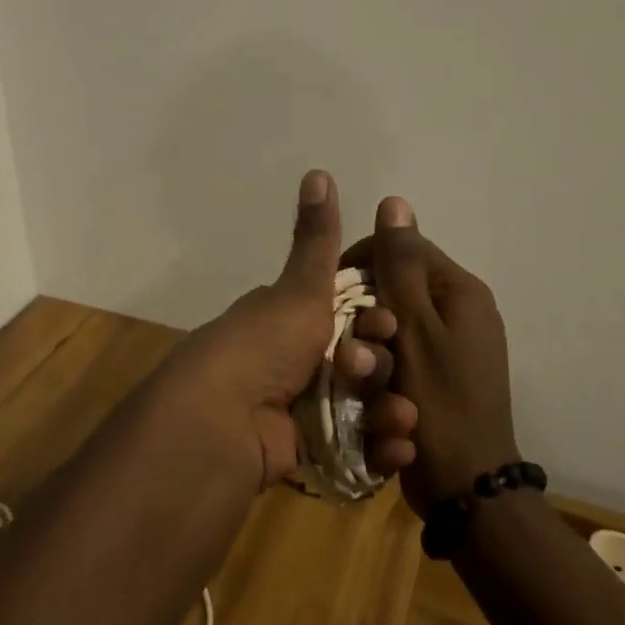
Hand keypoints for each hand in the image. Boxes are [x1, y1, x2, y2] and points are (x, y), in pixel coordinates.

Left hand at [157, 171, 418, 490]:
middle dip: (382, 367)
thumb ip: (318, 237)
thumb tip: (318, 171)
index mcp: (293, 320)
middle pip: (363, 362)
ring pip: (364, 407)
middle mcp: (297, 361)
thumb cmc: (265, 344)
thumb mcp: (300, 288)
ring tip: (401, 419)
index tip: (388, 323)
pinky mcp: (309, 453)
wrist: (223, 420)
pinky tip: (398, 451)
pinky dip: (379, 451)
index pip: (351, 316)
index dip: (378, 320)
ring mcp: (303, 410)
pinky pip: (356, 451)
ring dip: (391, 411)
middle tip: (374, 372)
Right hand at [341, 197, 518, 517]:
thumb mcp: (415, 327)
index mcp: (460, 291)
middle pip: (397, 288)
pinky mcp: (443, 376)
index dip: (362, 264)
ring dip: (374, 347)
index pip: (402, 249)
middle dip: (367, 314)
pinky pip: (404, 354)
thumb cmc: (438, 402)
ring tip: (364, 378)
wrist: (466, 488)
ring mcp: (454, 346)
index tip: (333, 296)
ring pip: (395, 324)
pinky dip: (386, 368)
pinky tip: (373, 391)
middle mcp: (461, 311)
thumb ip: (401, 265)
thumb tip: (395, 201)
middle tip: (351, 346)